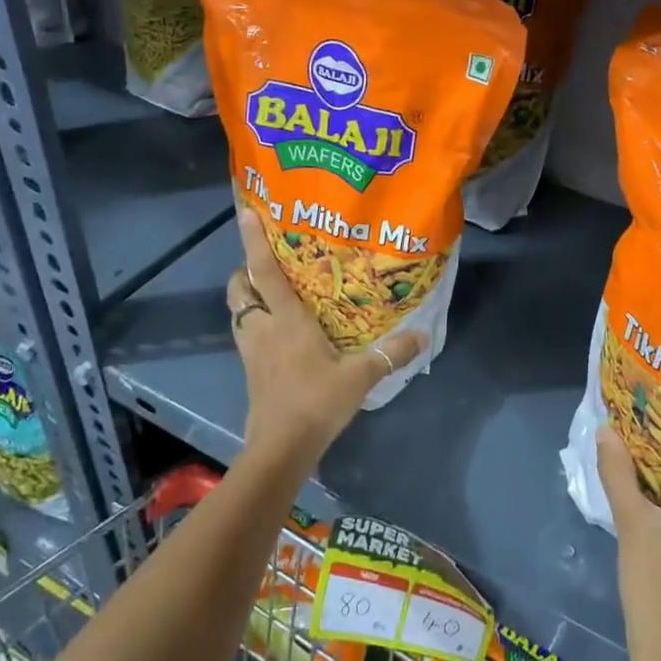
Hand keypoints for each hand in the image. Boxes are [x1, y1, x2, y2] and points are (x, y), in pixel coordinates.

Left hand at [226, 208, 424, 465]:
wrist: (281, 447)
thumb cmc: (317, 402)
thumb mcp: (360, 377)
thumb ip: (390, 354)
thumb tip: (422, 337)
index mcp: (286, 320)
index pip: (265, 272)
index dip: (254, 242)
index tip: (247, 213)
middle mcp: (262, 328)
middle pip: (240, 288)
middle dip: (246, 270)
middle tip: (268, 263)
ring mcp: (251, 350)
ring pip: (238, 311)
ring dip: (247, 297)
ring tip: (271, 292)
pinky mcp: (250, 369)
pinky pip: (245, 333)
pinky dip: (254, 323)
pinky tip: (276, 331)